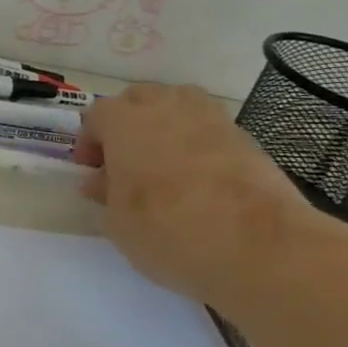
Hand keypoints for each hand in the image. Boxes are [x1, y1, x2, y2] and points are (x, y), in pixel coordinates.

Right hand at [76, 84, 310, 312]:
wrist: (259, 246)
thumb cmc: (168, 229)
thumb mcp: (118, 222)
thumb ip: (105, 195)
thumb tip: (102, 182)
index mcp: (123, 121)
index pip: (95, 116)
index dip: (89, 143)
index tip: (92, 173)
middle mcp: (165, 107)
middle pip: (138, 99)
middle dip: (127, 125)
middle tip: (125, 163)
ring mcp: (210, 118)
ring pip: (178, 106)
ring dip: (165, 126)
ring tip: (164, 164)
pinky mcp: (245, 139)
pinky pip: (209, 129)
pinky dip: (199, 144)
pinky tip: (200, 179)